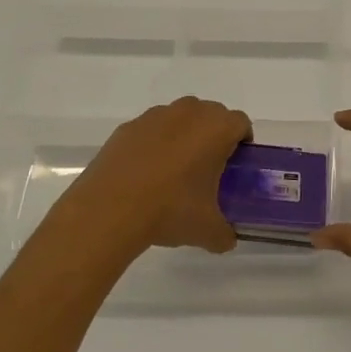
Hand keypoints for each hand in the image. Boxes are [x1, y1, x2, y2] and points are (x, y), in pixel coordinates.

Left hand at [41, 97, 251, 258]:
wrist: (108, 210)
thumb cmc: (170, 210)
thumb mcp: (207, 230)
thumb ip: (225, 233)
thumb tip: (227, 238)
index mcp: (216, 129)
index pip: (241, 123)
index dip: (242, 142)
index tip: (235, 165)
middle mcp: (189, 113)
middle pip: (211, 115)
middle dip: (213, 135)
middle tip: (208, 168)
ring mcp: (155, 116)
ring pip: (180, 118)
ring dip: (184, 136)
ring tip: (174, 171)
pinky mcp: (127, 127)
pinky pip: (151, 130)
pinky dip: (154, 144)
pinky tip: (145, 174)